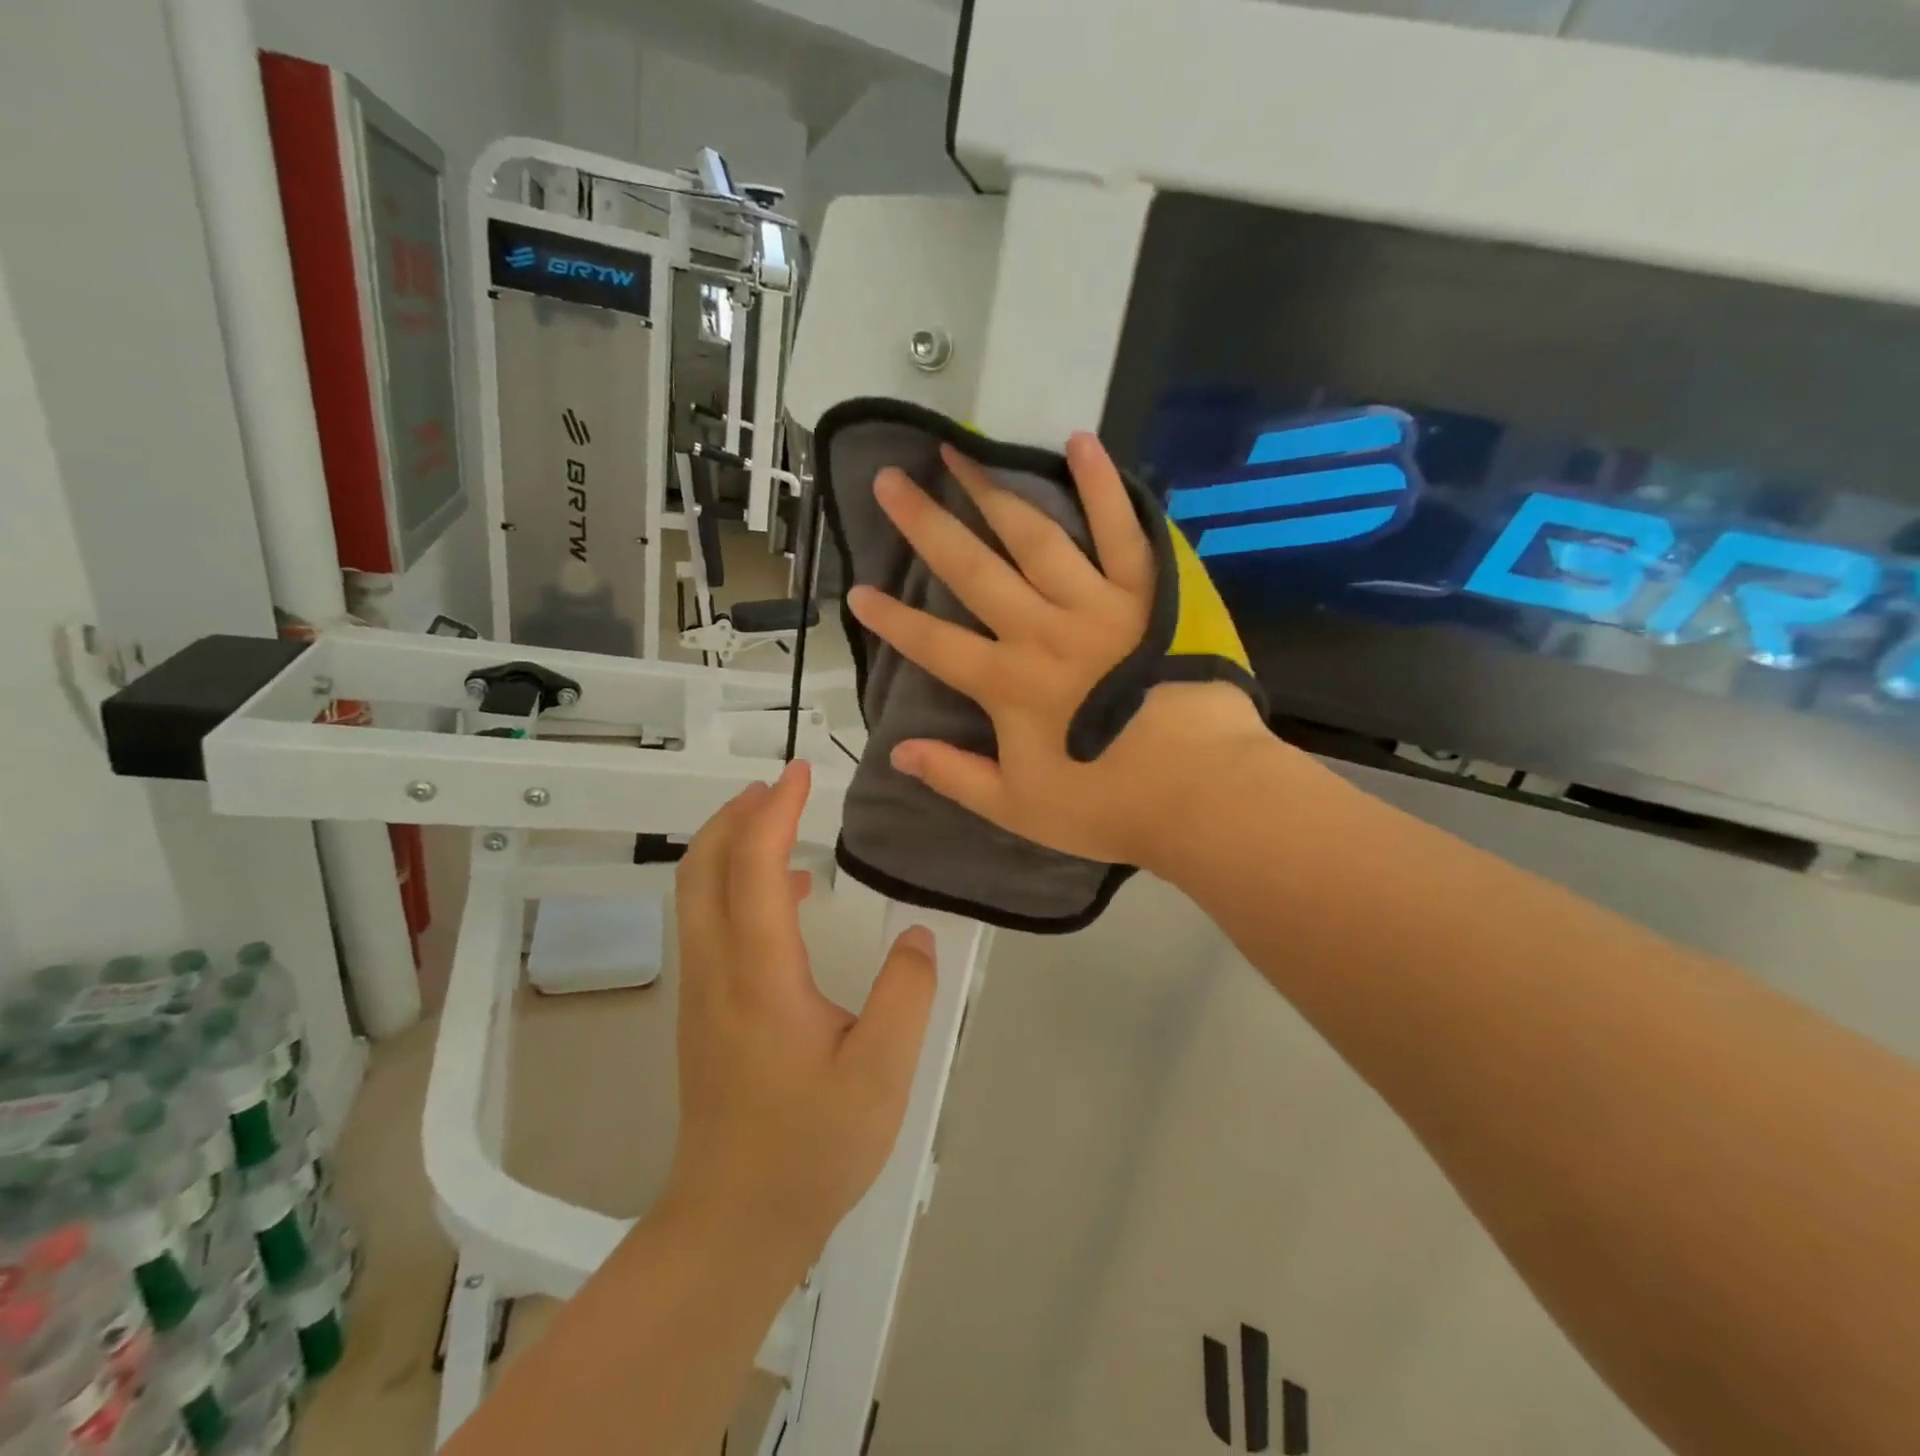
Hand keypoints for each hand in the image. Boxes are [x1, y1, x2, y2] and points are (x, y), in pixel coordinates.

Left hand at [665, 760, 937, 1265]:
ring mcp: (701, 991)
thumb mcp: (881, 1073)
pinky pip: (709, 922)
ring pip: (697, 893)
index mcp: (758, 975)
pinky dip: (734, 883)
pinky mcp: (704, 1011)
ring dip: (729, 844)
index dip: (774, 811)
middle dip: (736, 814)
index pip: (751, 867)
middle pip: (702, 867)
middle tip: (782, 786)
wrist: (734, 1222)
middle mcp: (716, 971)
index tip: (801, 773)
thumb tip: (916, 936)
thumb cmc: (810, 1147)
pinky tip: (785, 896)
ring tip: (779, 821)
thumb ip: (905, 994)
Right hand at [846, 433, 1272, 872]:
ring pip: (1033, 537)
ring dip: (992, 492)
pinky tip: (1079, 443)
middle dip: (925, 525)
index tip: (856, 590)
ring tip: (959, 451)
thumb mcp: (1018, 808)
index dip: (891, 619)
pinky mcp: (1147, 593)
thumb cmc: (1109, 805)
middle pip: (972, 569)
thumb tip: (897, 751)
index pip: (933, 643)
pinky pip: (1122, 532)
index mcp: (1007, 683)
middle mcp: (1040, 630)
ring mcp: (1095, 605)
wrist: (1204, 792)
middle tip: (889, 481)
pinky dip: (1102, 487)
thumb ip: (955, 776)